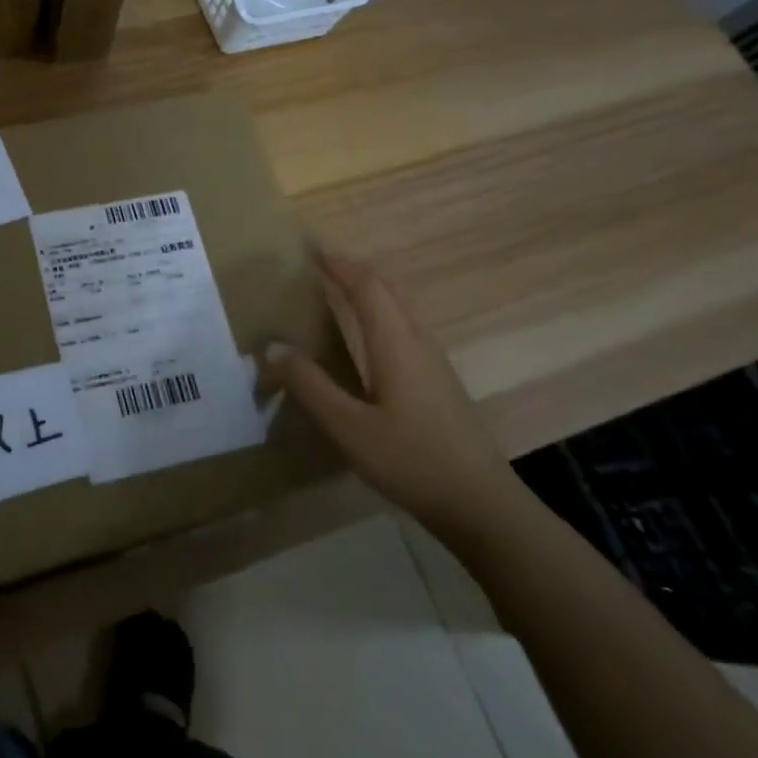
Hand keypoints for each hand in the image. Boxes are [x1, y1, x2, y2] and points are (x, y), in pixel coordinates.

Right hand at [272, 252, 519, 540]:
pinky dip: (380, 315)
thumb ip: (309, 385)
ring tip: (338, 293)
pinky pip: (405, 329)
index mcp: (396, 344)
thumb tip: (274, 346)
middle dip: (354, 272)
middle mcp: (419, 343)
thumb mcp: (348, 427)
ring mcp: (435, 363)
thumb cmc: (411, 461)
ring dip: (370, 293)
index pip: (367, 287)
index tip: (311, 251)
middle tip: (320, 266)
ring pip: (400, 310)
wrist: (483, 506)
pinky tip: (367, 340)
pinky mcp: (440, 383)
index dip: (340, 265)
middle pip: (388, 291)